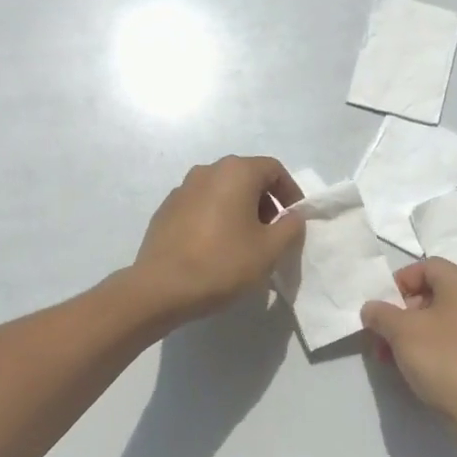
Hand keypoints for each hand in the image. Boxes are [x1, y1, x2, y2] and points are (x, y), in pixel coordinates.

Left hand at [129, 156, 304, 324]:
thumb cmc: (222, 263)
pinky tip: (215, 248)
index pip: (274, 169)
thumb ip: (290, 227)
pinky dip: (216, 218)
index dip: (290, 192)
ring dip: (240, 210)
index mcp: (235, 172)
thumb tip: (293, 216)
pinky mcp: (166, 209)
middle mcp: (207, 171)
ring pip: (222, 191)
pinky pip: (201, 206)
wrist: (161, 287)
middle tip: (272, 233)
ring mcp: (182, 189)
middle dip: (265, 202)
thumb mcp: (269, 250)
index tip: (294, 220)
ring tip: (244, 243)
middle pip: (246, 177)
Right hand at [361, 259, 456, 442]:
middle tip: (379, 335)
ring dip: (406, 335)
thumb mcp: (402, 331)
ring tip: (386, 358)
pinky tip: (407, 370)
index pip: (426, 266)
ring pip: (434, 322)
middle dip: (398, 313)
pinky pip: (445, 344)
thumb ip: (381, 313)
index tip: (382, 307)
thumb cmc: (445, 359)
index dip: (399, 281)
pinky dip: (423, 351)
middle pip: (429, 295)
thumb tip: (372, 309)